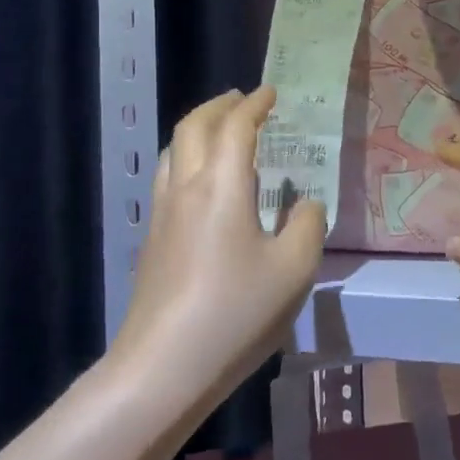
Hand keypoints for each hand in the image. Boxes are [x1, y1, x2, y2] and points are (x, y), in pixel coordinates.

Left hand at [111, 87, 326, 415]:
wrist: (163, 366)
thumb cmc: (235, 312)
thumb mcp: (293, 270)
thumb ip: (306, 226)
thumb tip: (305, 203)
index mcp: (221, 185)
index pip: (235, 127)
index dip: (254, 105)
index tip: (270, 93)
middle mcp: (185, 188)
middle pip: (193, 127)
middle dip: (218, 106)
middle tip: (242, 100)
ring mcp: (162, 213)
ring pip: (174, 150)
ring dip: (198, 129)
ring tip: (220, 133)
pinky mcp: (152, 240)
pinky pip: (168, 177)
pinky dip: (188, 158)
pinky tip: (203, 184)